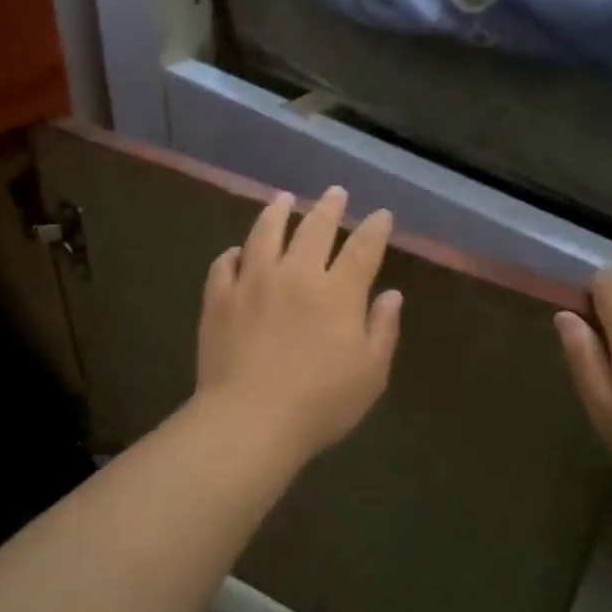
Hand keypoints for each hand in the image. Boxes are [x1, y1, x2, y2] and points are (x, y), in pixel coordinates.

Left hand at [195, 187, 402, 465]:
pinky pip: (225, 264)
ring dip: (277, 212)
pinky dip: (234, 253)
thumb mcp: (370, 374)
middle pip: (314, 228)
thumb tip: (391, 295)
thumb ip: (383, 329)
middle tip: (335, 192)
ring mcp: (252, 282)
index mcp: (337, 292)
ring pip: (265, 233)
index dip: (375, 228)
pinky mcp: (219, 298)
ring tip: (283, 199)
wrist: (249, 419)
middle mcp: (296, 274)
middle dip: (329, 207)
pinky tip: (238, 252)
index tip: (381, 214)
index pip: (363, 248)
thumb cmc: (320, 403)